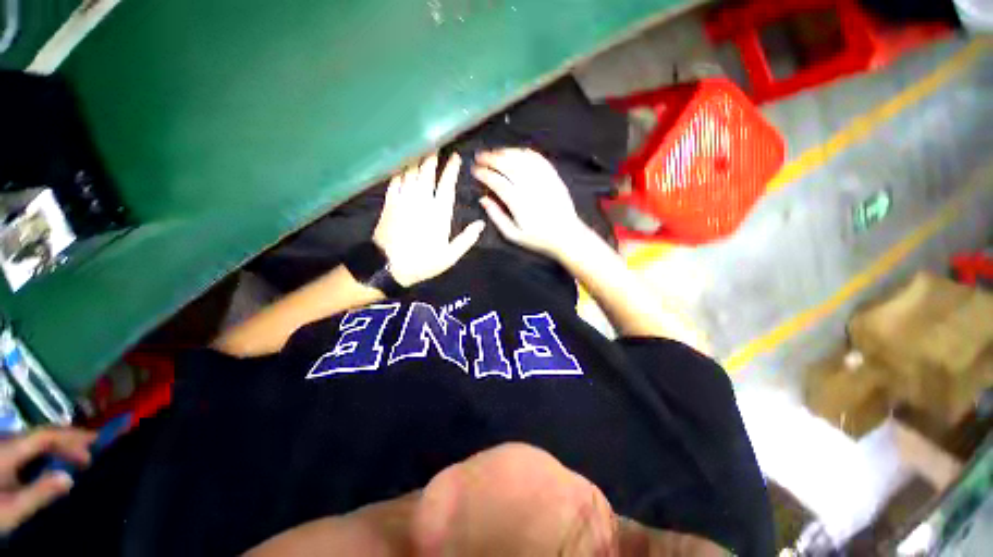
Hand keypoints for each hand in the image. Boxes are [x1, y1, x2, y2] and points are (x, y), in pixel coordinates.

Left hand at [1, 428, 95, 532]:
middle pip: (40, 434)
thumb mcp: (11, 510)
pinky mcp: (1, 456)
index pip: (45, 436)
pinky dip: (45, 451)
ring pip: (33, 440)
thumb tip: (69, 478)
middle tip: (92, 447)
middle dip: (67, 439)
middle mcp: (6, 443)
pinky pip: (27, 447)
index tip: (95, 446)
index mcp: (10, 450)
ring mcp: (2, 449)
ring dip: (58, 445)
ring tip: (76, 454)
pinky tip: (51, 462)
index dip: (71, 438)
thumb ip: (39, 493)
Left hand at [374, 154, 484, 286]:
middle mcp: (421, 201)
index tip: (455, 157)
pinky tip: (402, 163)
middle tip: (435, 143)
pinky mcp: (389, 203)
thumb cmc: (423, 262)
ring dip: (416, 158)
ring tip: (420, 146)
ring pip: (410, 172)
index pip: (447, 185)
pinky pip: (394, 180)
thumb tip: (481, 224)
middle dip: (432, 156)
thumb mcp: (450, 256)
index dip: (451, 169)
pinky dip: (399, 169)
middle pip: (427, 172)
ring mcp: (403, 200)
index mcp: (439, 213)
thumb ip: (466, 239)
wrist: (388, 267)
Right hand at [472, 149, 587, 259]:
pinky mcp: (553, 177)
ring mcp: (543, 180)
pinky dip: (525, 153)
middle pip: (508, 165)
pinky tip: (516, 152)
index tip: (475, 170)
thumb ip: (497, 216)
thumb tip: (483, 199)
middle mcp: (531, 188)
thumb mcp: (513, 235)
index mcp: (519, 204)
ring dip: (506, 152)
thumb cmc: (538, 238)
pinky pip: (538, 159)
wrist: (567, 235)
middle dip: (491, 158)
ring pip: (522, 159)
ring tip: (495, 152)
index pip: (497, 182)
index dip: (484, 174)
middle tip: (480, 156)